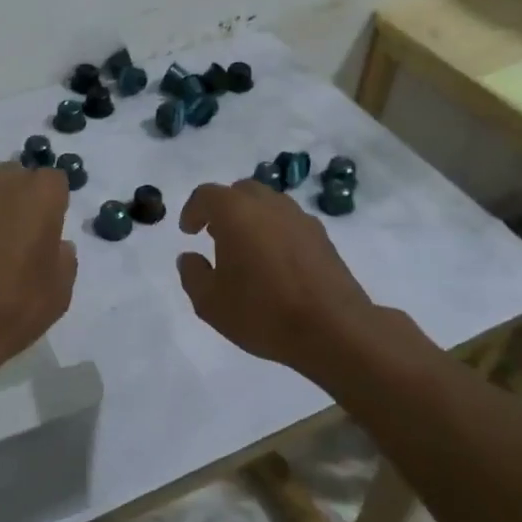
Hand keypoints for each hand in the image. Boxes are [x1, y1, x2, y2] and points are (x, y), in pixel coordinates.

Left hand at [0, 163, 76, 370]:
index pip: (53, 180)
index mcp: (37, 196)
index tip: (49, 229)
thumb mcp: (57, 294)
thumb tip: (56, 246)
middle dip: (20, 198)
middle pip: (15, 177)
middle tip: (20, 236)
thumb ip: (63, 259)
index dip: (53, 203)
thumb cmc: (10, 309)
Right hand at [175, 180, 377, 378]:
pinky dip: (275, 232)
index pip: (206, 195)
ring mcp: (299, 218)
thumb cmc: (263, 312)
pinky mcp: (322, 236)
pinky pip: (289, 222)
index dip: (192, 211)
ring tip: (245, 250)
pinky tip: (275, 262)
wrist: (334, 329)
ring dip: (251, 218)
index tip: (188, 232)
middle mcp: (268, 204)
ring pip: (268, 204)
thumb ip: (192, 274)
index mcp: (235, 212)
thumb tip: (190, 257)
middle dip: (223, 209)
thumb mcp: (210, 302)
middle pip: (240, 192)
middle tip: (215, 235)